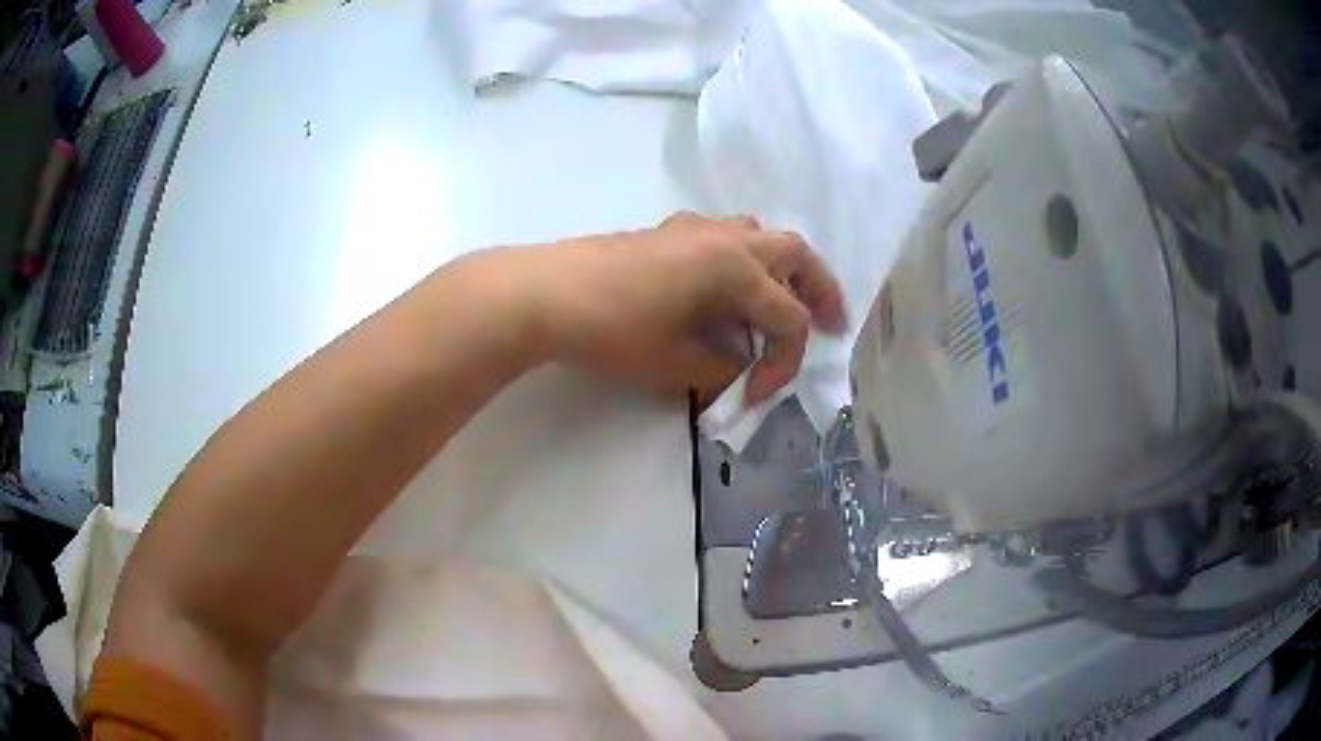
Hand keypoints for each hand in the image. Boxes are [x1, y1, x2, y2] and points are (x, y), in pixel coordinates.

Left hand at [524, 212, 846, 403]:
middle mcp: (725, 238)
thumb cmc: (614, 329)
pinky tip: (727, 288)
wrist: (546, 293)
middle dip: (819, 290)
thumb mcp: (678, 362)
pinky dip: (745, 261)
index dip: (783, 363)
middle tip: (831, 321)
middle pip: (794, 254)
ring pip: (760, 236)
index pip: (786, 318)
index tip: (759, 396)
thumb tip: (739, 361)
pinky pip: (725, 238)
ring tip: (783, 302)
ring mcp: (695, 228)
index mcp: (736, 267)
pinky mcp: (669, 231)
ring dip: (782, 269)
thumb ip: (723, 364)